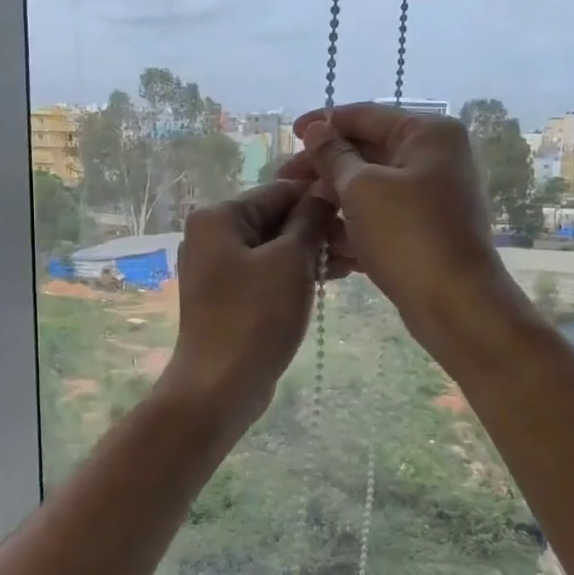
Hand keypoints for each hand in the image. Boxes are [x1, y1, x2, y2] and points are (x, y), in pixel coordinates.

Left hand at [160, 181, 340, 428]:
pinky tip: (330, 280)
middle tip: (362, 246)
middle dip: (319, 229)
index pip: (280, 190)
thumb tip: (327, 188)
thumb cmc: (255, 317)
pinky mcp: (229, 296)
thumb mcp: (291, 260)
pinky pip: (268, 272)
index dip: (322, 199)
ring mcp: (218, 268)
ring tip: (354, 265)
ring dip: (313, 252)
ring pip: (275, 247)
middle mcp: (212, 235)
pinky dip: (296, 273)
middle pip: (276, 218)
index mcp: (219, 216)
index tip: (361, 213)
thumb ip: (310, 219)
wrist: (220, 386)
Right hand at [281, 104, 528, 361]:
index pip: (366, 116)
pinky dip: (352, 230)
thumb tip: (316, 130)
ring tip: (297, 217)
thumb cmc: (408, 236)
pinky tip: (321, 246)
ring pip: (369, 191)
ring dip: (332, 203)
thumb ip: (334, 156)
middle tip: (283, 184)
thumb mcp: (362, 189)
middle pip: (366, 154)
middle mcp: (432, 159)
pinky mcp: (421, 233)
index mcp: (427, 134)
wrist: (455, 303)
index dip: (325, 123)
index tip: (290, 134)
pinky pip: (379, 221)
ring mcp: (429, 198)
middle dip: (323, 170)